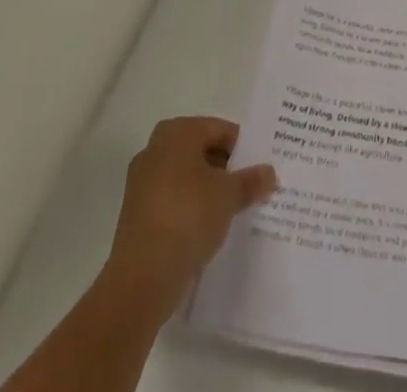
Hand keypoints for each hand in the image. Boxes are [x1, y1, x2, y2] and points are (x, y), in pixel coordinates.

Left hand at [101, 116, 276, 317]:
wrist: (142, 277)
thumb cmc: (188, 216)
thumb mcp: (229, 195)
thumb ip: (250, 180)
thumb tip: (269, 173)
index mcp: (177, 133)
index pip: (219, 129)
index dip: (242, 147)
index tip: (259, 167)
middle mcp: (155, 150)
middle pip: (201, 152)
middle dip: (225, 168)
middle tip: (249, 186)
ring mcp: (142, 184)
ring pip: (186, 178)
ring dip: (208, 190)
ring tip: (233, 209)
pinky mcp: (137, 216)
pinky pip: (173, 202)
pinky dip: (190, 210)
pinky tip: (209, 228)